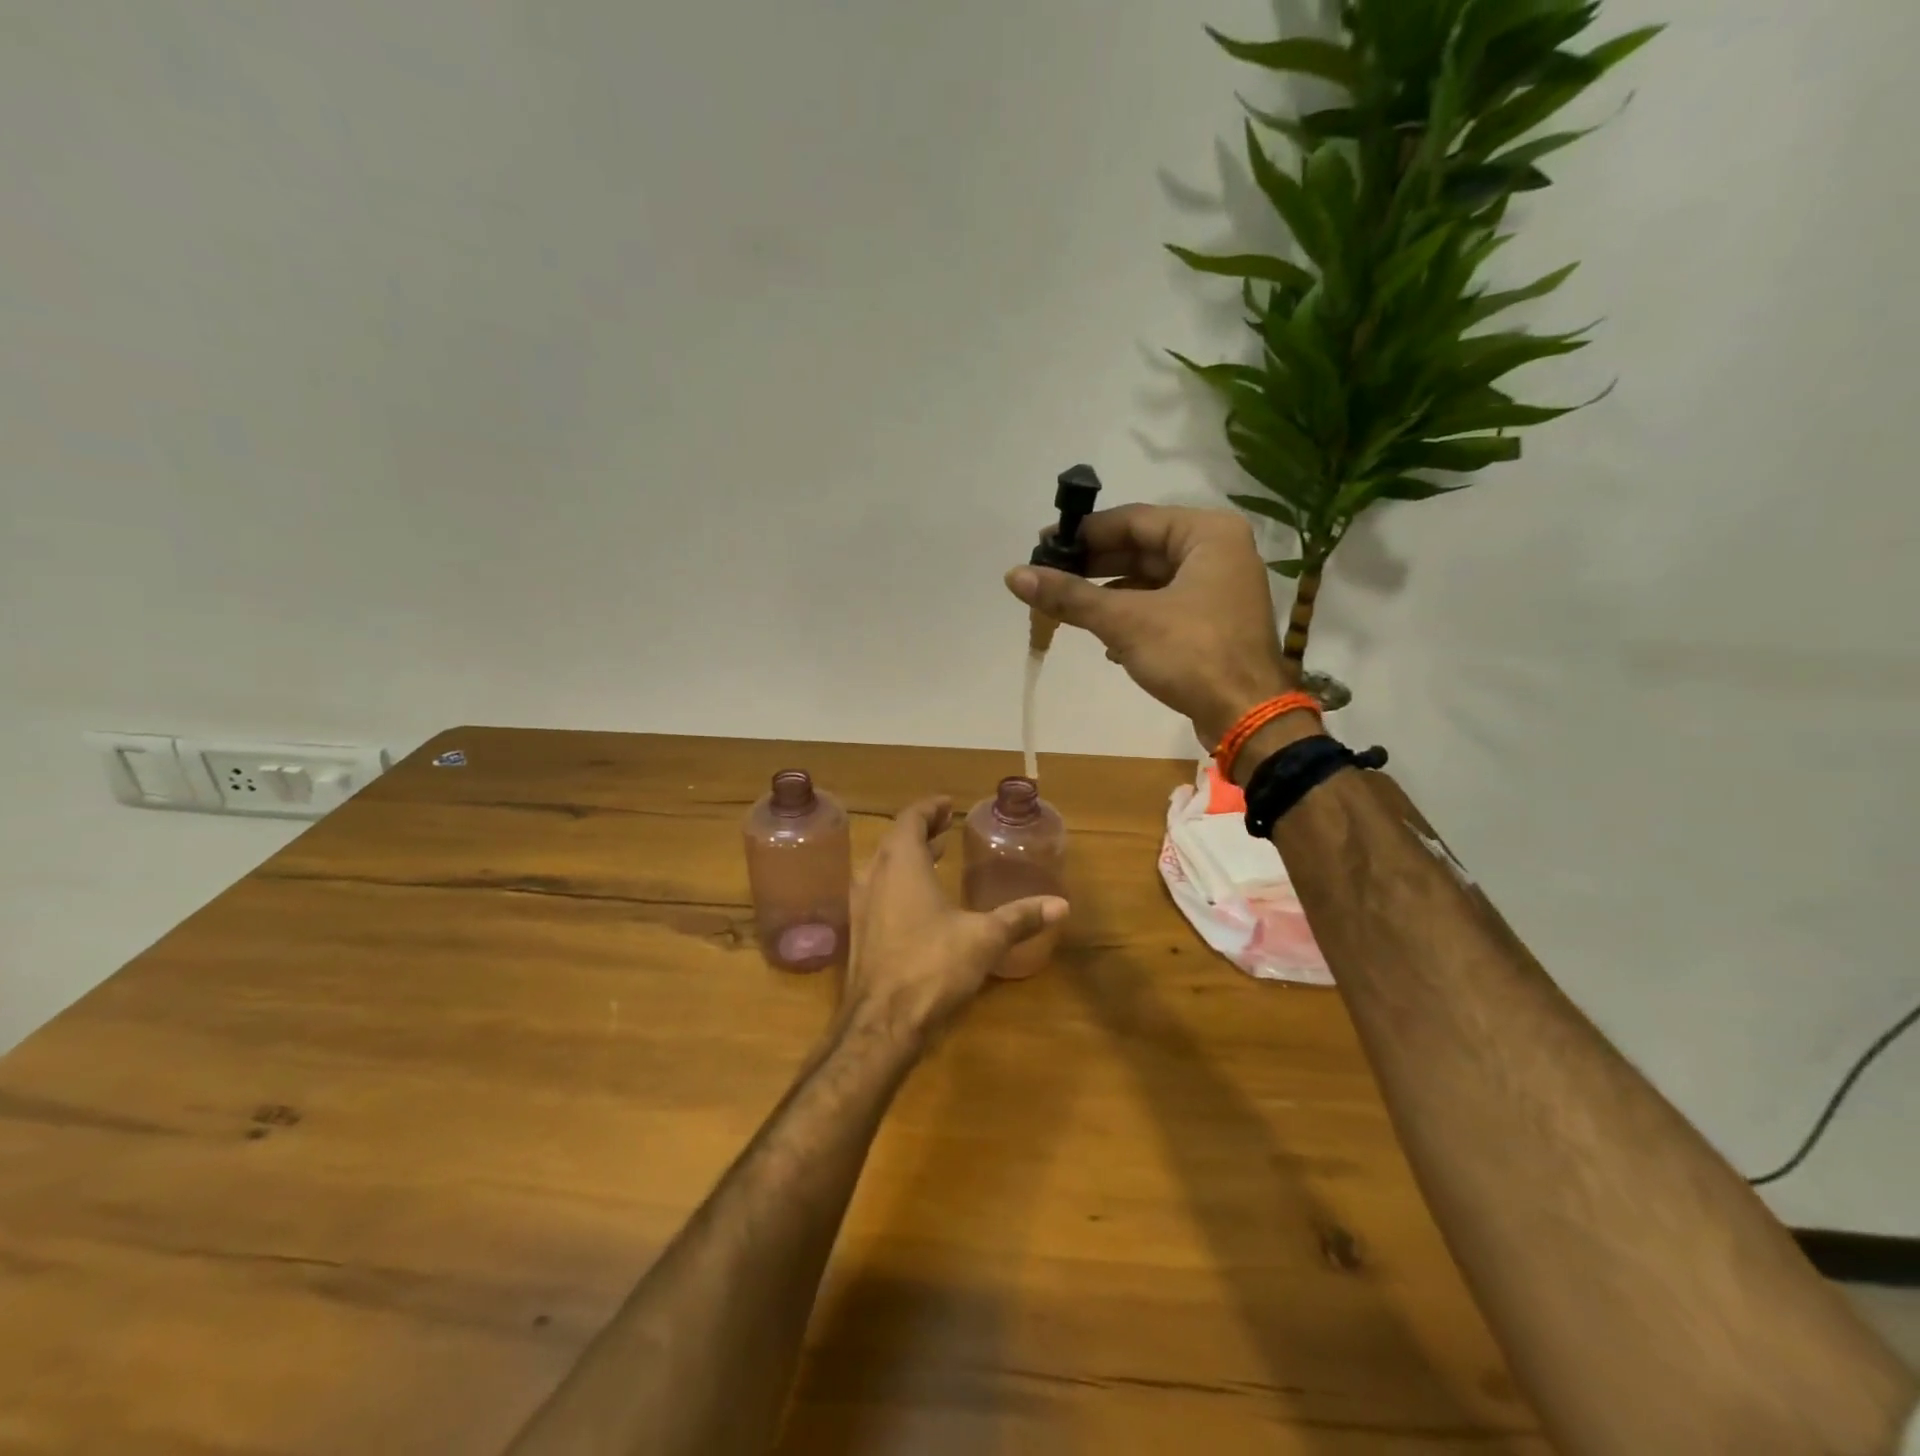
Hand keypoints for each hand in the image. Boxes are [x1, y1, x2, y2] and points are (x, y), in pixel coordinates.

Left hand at [839, 797, 1066, 1044]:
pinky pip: (877, 890)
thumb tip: (1061, 904)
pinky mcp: (858, 933)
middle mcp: (873, 875)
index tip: (948, 805)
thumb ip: (1020, 917)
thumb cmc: (932, 967)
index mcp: (900, 863)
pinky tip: (918, 901)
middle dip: (920, 830)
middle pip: (894, 839)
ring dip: (906, 856)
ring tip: (934, 856)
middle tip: (944, 828)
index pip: (910, 818)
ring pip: (882, 866)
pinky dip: (897, 882)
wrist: (881, 1024)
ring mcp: (860, 905)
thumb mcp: (984, 938)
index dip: (929, 808)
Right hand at [1006, 504, 1296, 745]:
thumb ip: (1070, 596)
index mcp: (1207, 534)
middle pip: (1142, 548)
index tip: (1044, 546)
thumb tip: (1013, 576)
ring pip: (1150, 580)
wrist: (1247, 716)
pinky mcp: (1212, 622)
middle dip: (1094, 565)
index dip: (1085, 533)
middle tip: (1049, 576)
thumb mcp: (1125, 621)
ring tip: (1066, 608)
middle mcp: (1218, 552)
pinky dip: (1131, 617)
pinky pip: (1162, 606)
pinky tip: (1104, 639)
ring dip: (1108, 594)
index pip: (1134, 519)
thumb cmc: (1192, 654)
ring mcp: (1218, 589)